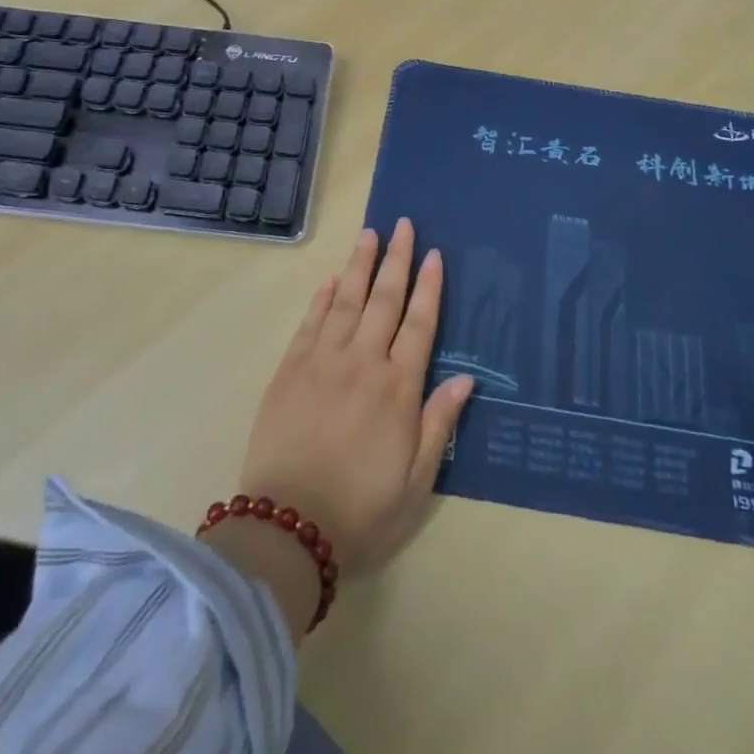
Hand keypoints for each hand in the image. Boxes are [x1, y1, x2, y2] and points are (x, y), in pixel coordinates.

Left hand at [238, 219, 474, 572]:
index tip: (433, 255)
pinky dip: (323, 297)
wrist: (287, 528)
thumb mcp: (416, 482)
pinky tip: (332, 278)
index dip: (428, 287)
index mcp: (398, 389)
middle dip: (396, 259)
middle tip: (403, 224)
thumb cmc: (362, 511)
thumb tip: (466, 378)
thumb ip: (440, 424)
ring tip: (370, 234)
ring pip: (347, 300)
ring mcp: (322, 362)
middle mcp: (362, 363)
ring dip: (360, 264)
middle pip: (384, 299)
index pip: (419, 324)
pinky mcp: (290, 370)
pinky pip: (310, 322)